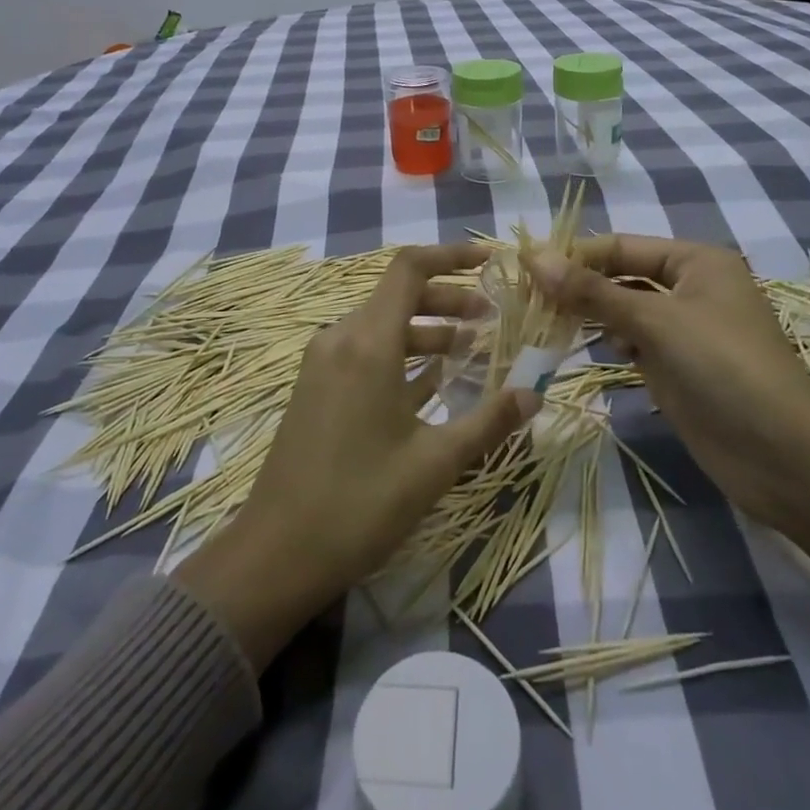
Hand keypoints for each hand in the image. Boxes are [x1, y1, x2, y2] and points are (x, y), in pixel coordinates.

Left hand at [177, 245, 537, 667]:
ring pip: (383, 324)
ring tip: (471, 350)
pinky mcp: (316, 386)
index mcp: (367, 343)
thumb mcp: (433, 464)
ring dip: (427, 329)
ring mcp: (323, 362)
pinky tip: (433, 381)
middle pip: (399, 295)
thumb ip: (487, 422)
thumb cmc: (359, 504)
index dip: (450, 255)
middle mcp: (341, 338)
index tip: (489, 260)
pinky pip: (366, 351)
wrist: (275, 554)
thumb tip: (534, 393)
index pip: (409, 268)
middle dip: (448, 299)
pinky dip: (402, 353)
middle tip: (491, 317)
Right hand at [528, 236, 809, 562]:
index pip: (621, 246)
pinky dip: (611, 342)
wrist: (784, 457)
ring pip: (624, 310)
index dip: (575, 255)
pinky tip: (592, 349)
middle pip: (621, 276)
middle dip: (580, 286)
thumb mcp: (655, 321)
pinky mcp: (678, 367)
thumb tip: (534, 257)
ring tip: (548, 323)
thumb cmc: (723, 368)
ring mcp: (684, 330)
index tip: (526, 268)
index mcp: (695, 261)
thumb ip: (593, 291)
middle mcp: (690, 288)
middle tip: (529, 300)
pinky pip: (634, 342)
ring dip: (591, 315)